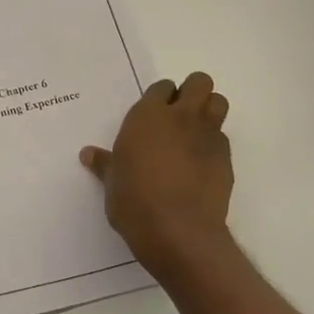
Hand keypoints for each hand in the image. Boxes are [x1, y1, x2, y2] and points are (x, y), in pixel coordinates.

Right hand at [81, 73, 233, 270]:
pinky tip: (201, 165)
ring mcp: (207, 136)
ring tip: (194, 133)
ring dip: (209, 111)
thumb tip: (88, 155)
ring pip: (218, 103)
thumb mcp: (112, 183)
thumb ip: (105, 164)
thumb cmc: (134, 202)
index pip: (161, 88)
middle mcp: (180, 117)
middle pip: (199, 82)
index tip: (154, 115)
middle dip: (193, 92)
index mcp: (147, 117)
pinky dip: (213, 144)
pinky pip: (222, 138)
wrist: (178, 231)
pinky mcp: (225, 158)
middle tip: (179, 115)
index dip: (160, 98)